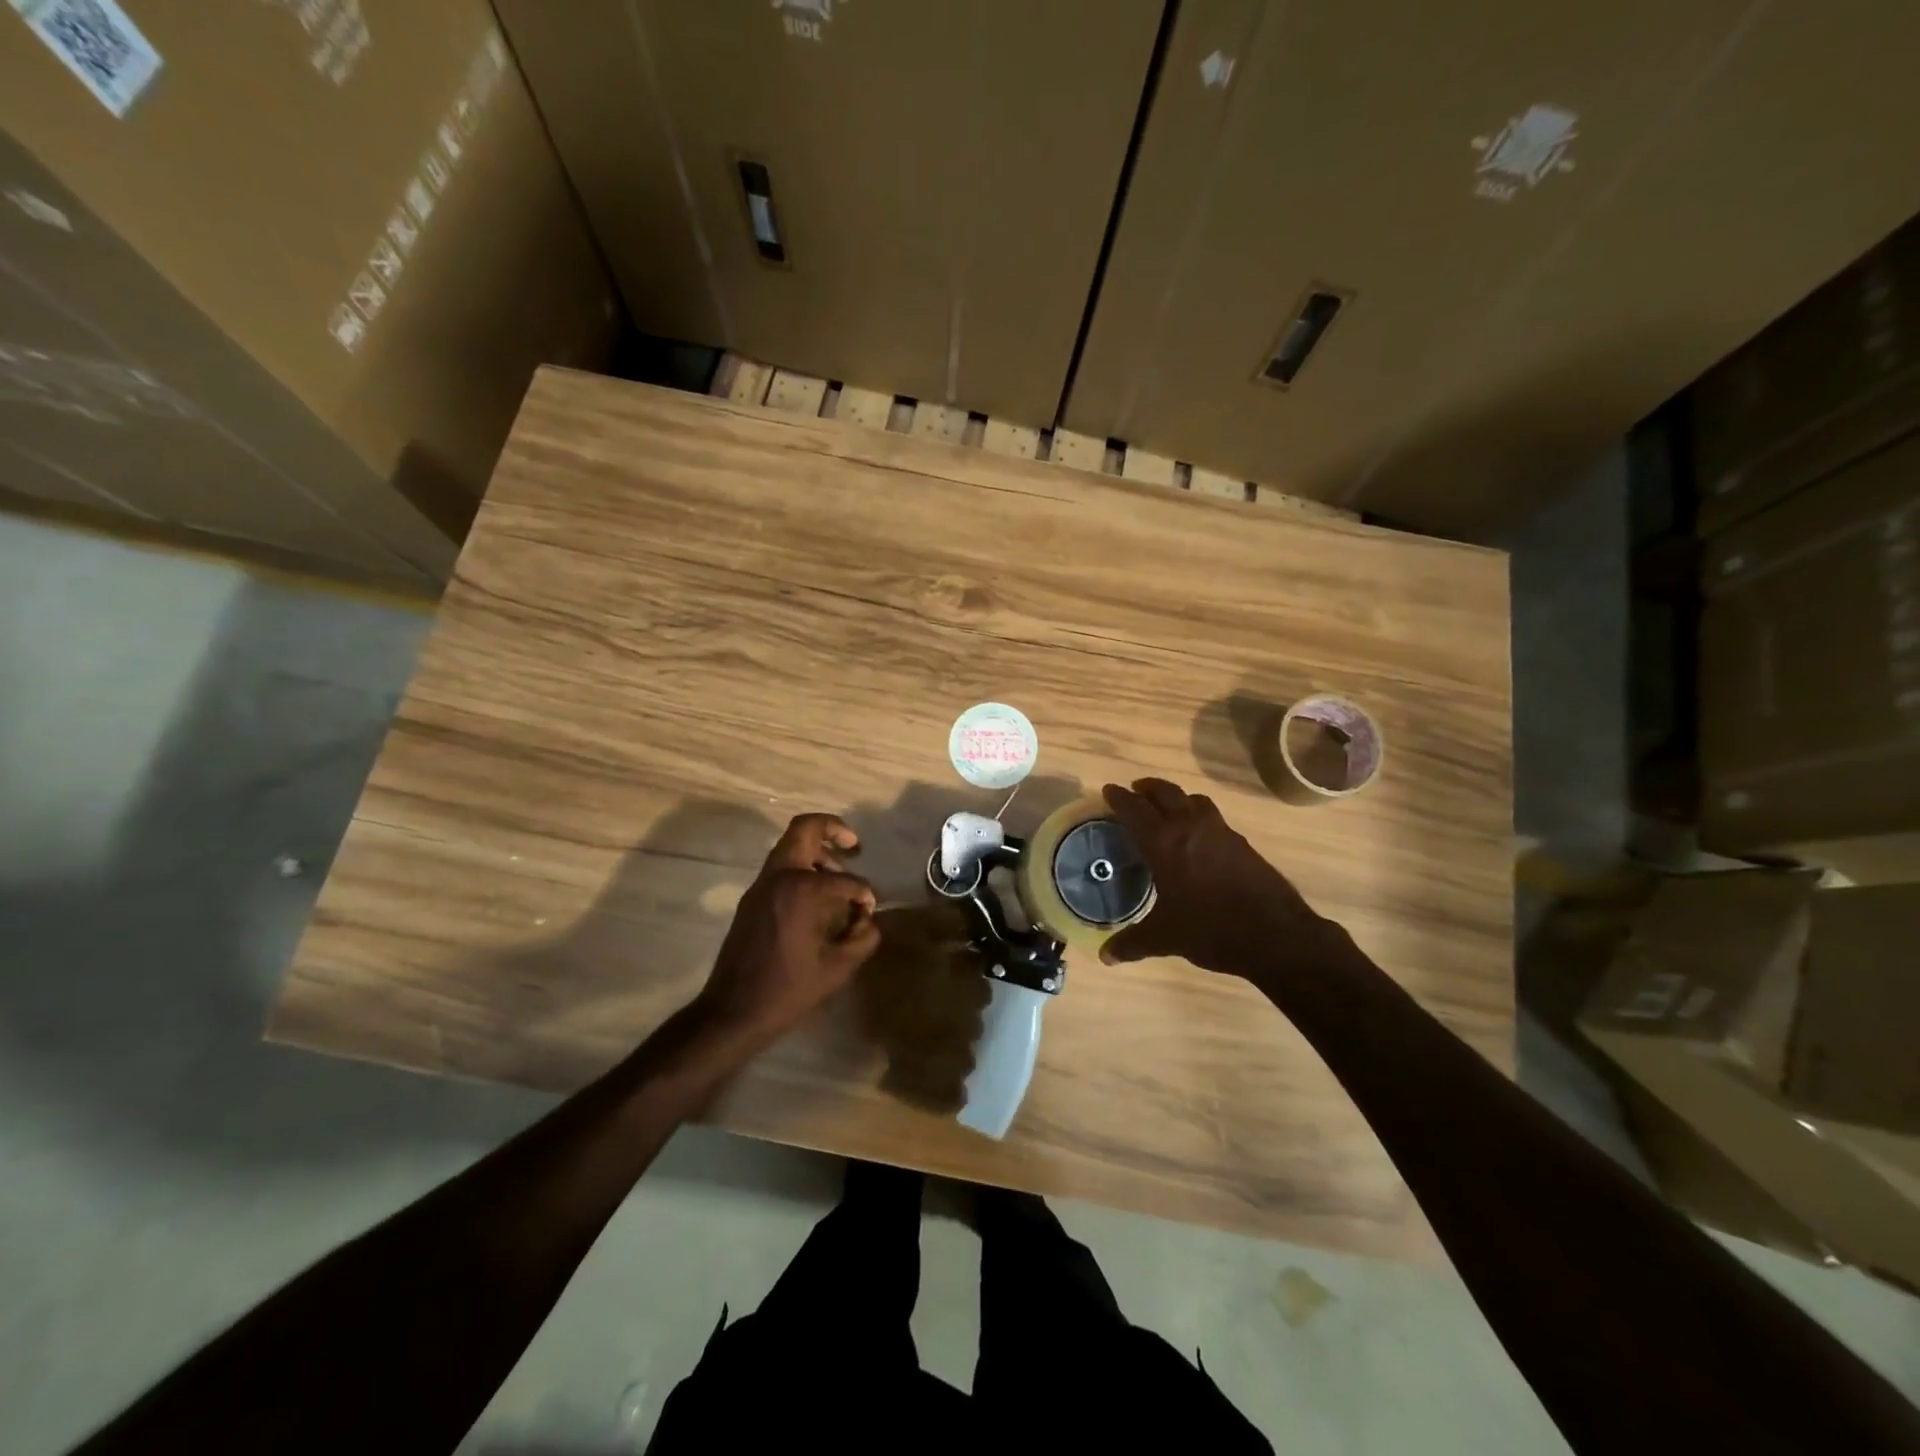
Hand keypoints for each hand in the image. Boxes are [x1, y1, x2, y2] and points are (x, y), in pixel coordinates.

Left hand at [697, 814, 880, 1041]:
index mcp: (801, 890)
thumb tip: (867, 917)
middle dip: (833, 830)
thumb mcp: (838, 968)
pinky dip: (801, 868)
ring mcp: (761, 885)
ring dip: (816, 849)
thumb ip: (863, 937)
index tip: (869, 910)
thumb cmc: (788, 990)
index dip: (864, 892)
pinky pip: (780, 867)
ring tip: (839, 874)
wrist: (733, 1011)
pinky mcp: (752, 898)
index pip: (845, 878)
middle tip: (854, 846)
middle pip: (805, 828)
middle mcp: (779, 876)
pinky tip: (817, 897)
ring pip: (790, 845)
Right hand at [1100, 778, 1333, 976]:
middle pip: (1165, 792)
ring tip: (1167, 807)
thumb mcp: (1165, 938)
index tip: (1108, 790)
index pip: (1134, 809)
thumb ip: (1133, 943)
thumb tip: (1105, 957)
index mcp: (1163, 843)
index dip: (1118, 797)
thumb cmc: (1210, 929)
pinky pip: (1212, 816)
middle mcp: (1189, 826)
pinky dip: (1198, 814)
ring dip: (1176, 796)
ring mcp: (1219, 831)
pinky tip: (1198, 836)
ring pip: (1192, 799)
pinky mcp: (1241, 842)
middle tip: (1135, 791)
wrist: (1274, 934)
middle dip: (1147, 788)